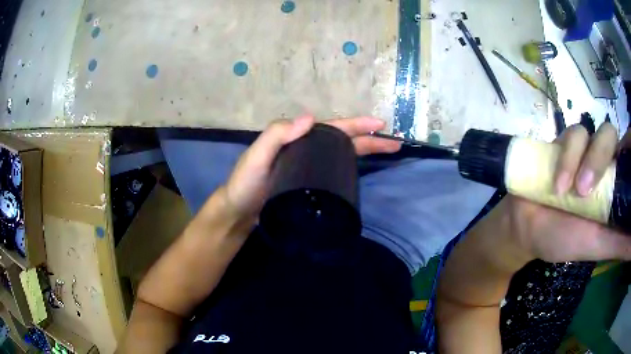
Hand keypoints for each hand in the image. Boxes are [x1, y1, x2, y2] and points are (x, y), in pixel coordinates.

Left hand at [222, 115, 400, 221]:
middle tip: (395, 142)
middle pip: (343, 140)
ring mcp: (309, 167)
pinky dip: (351, 168)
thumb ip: (277, 135)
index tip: (381, 126)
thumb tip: (311, 118)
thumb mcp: (257, 157)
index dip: (357, 126)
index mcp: (297, 139)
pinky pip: (334, 171)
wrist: (239, 211)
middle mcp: (306, 149)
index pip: (333, 128)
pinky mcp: (309, 184)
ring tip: (388, 152)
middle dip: (370, 139)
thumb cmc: (246, 183)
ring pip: (342, 154)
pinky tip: (362, 172)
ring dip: (365, 151)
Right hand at [498, 122, 630, 265]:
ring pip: (590, 131)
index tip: (626, 161)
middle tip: (586, 192)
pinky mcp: (562, 143)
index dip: (629, 149)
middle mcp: (600, 161)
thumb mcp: (597, 246)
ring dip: (580, 159)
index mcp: (612, 183)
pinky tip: (556, 182)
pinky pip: (570, 134)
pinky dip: (565, 156)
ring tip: (567, 191)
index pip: (626, 152)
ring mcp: (581, 149)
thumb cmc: (564, 241)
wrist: (526, 230)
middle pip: (611, 136)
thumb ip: (620, 243)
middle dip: (601, 157)